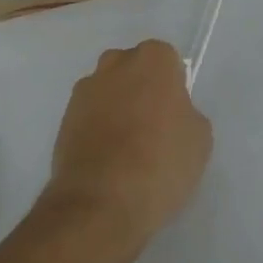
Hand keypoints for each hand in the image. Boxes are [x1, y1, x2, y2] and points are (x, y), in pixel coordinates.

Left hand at [42, 40, 211, 252]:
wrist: (100, 204)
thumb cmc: (160, 163)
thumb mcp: (199, 139)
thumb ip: (186, 113)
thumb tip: (171, 116)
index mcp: (153, 58)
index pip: (167, 61)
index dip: (172, 88)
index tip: (174, 116)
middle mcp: (115, 63)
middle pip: (133, 70)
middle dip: (140, 91)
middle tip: (153, 130)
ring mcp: (85, 90)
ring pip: (108, 93)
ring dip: (116, 111)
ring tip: (126, 153)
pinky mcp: (62, 119)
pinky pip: (88, 118)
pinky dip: (96, 132)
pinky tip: (106, 164)